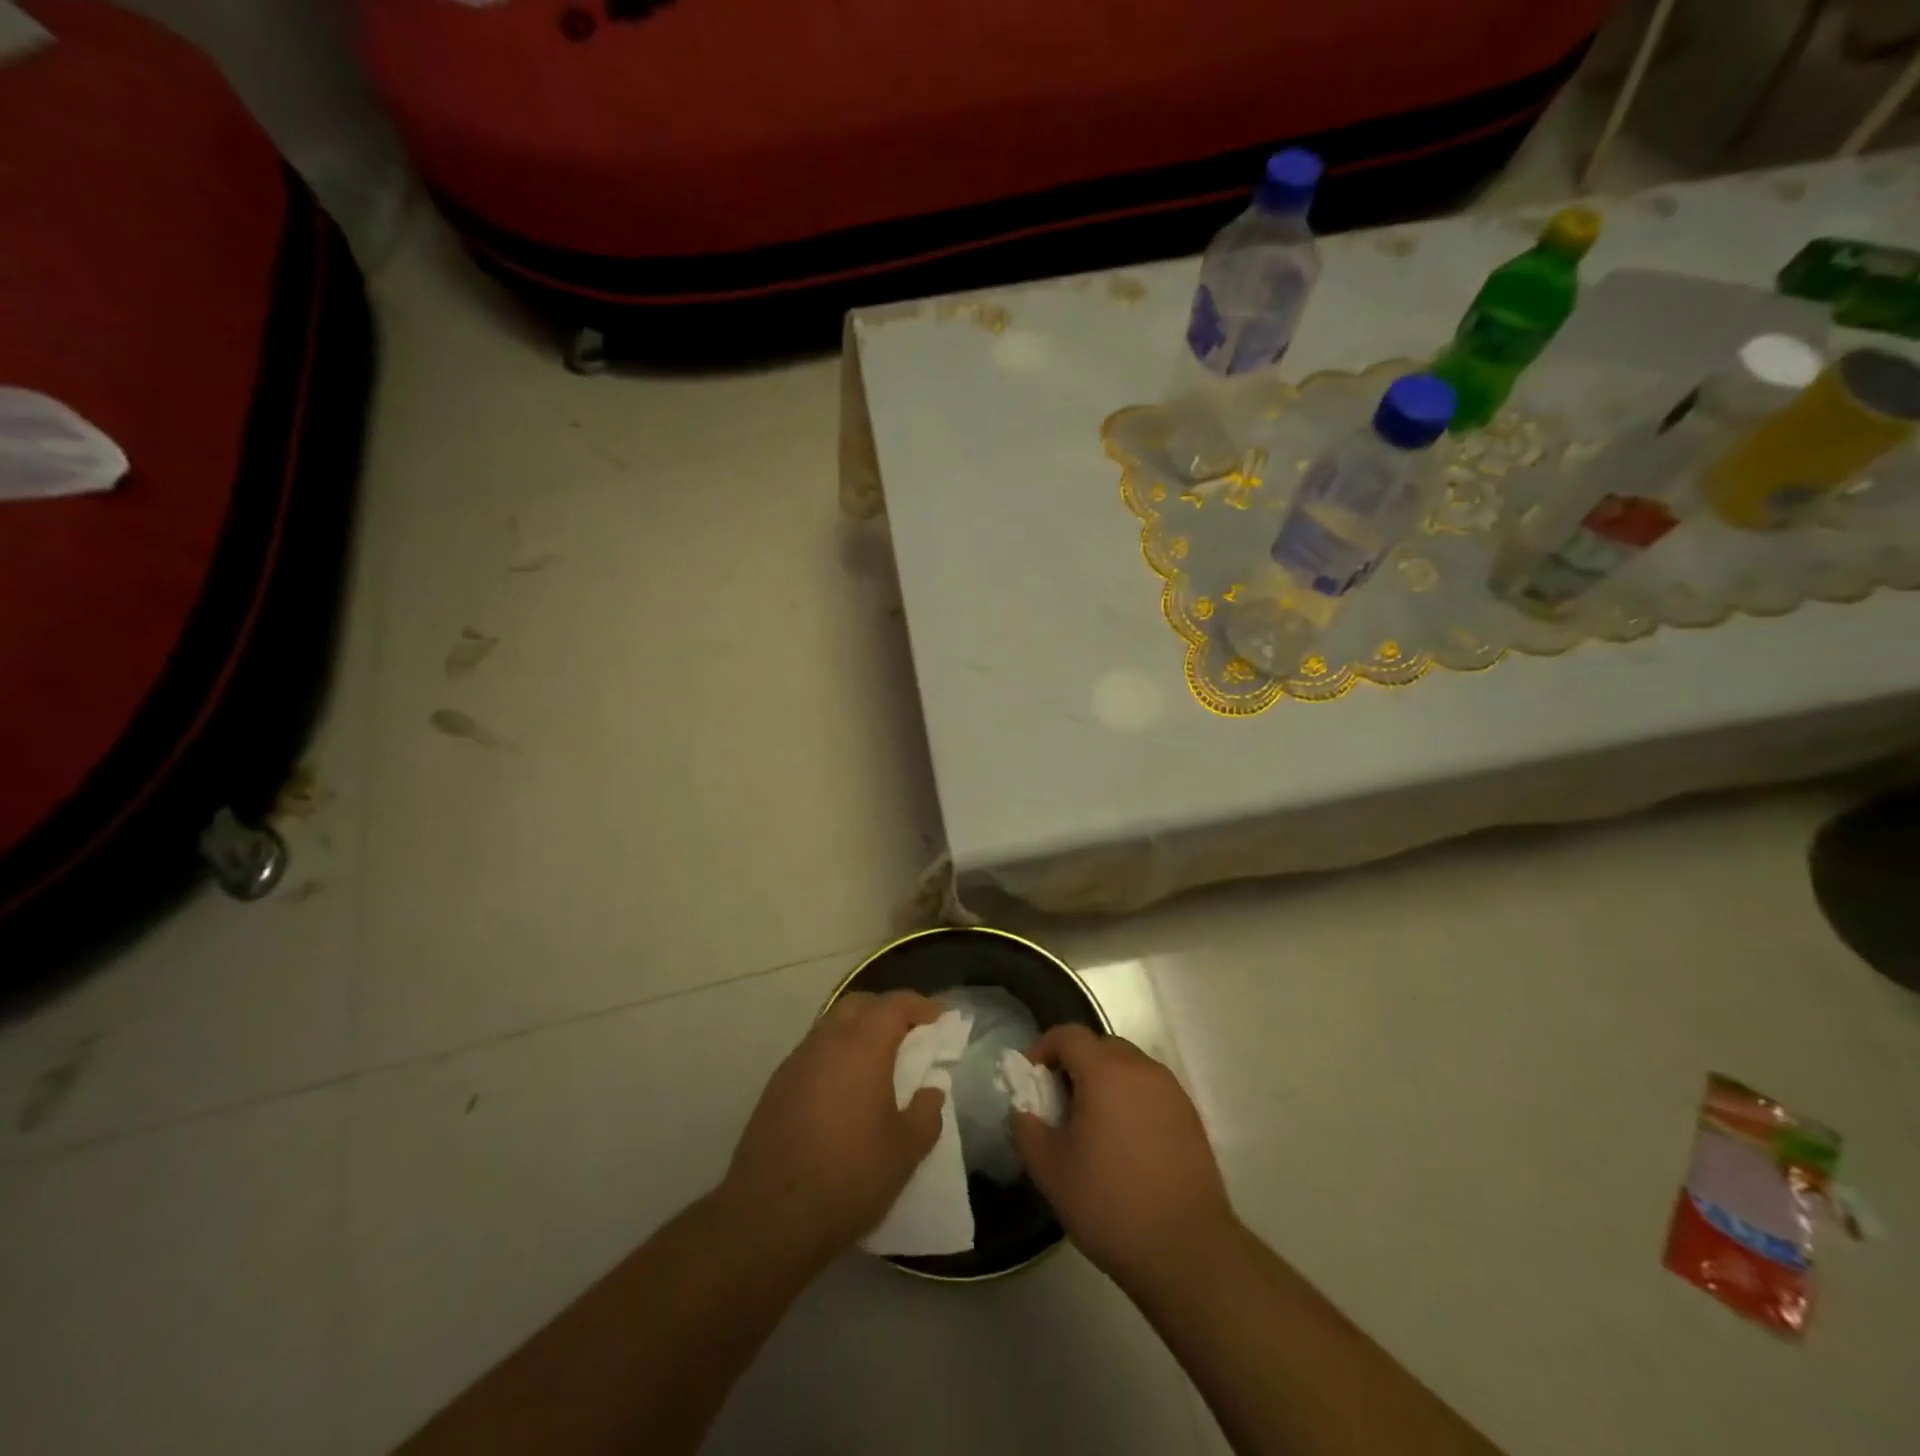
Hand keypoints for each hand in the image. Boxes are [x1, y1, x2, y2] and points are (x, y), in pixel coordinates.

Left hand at [720, 990, 946, 1263]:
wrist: (768, 1217)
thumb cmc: (848, 1177)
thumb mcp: (904, 1152)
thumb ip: (926, 1114)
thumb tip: (931, 1090)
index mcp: (862, 1046)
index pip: (894, 1005)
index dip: (921, 1006)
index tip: (940, 1017)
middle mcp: (826, 1042)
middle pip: (859, 1005)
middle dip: (886, 1011)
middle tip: (910, 1035)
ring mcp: (796, 1062)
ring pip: (832, 1027)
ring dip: (858, 1033)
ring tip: (879, 1064)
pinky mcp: (776, 1087)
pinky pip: (814, 1053)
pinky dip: (836, 1056)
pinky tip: (844, 1091)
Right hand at [1013, 1025, 1235, 1289]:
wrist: (1187, 1250)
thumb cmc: (1110, 1204)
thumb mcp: (1050, 1171)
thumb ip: (1026, 1129)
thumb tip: (1025, 1111)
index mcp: (1104, 1071)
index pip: (1068, 1035)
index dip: (1043, 1049)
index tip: (1032, 1080)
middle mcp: (1140, 1068)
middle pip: (1100, 1046)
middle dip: (1075, 1065)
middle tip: (1060, 1104)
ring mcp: (1171, 1091)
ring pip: (1128, 1067)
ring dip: (1105, 1082)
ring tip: (1093, 1126)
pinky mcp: (1190, 1117)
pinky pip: (1151, 1091)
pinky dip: (1131, 1101)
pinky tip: (1126, 1144)